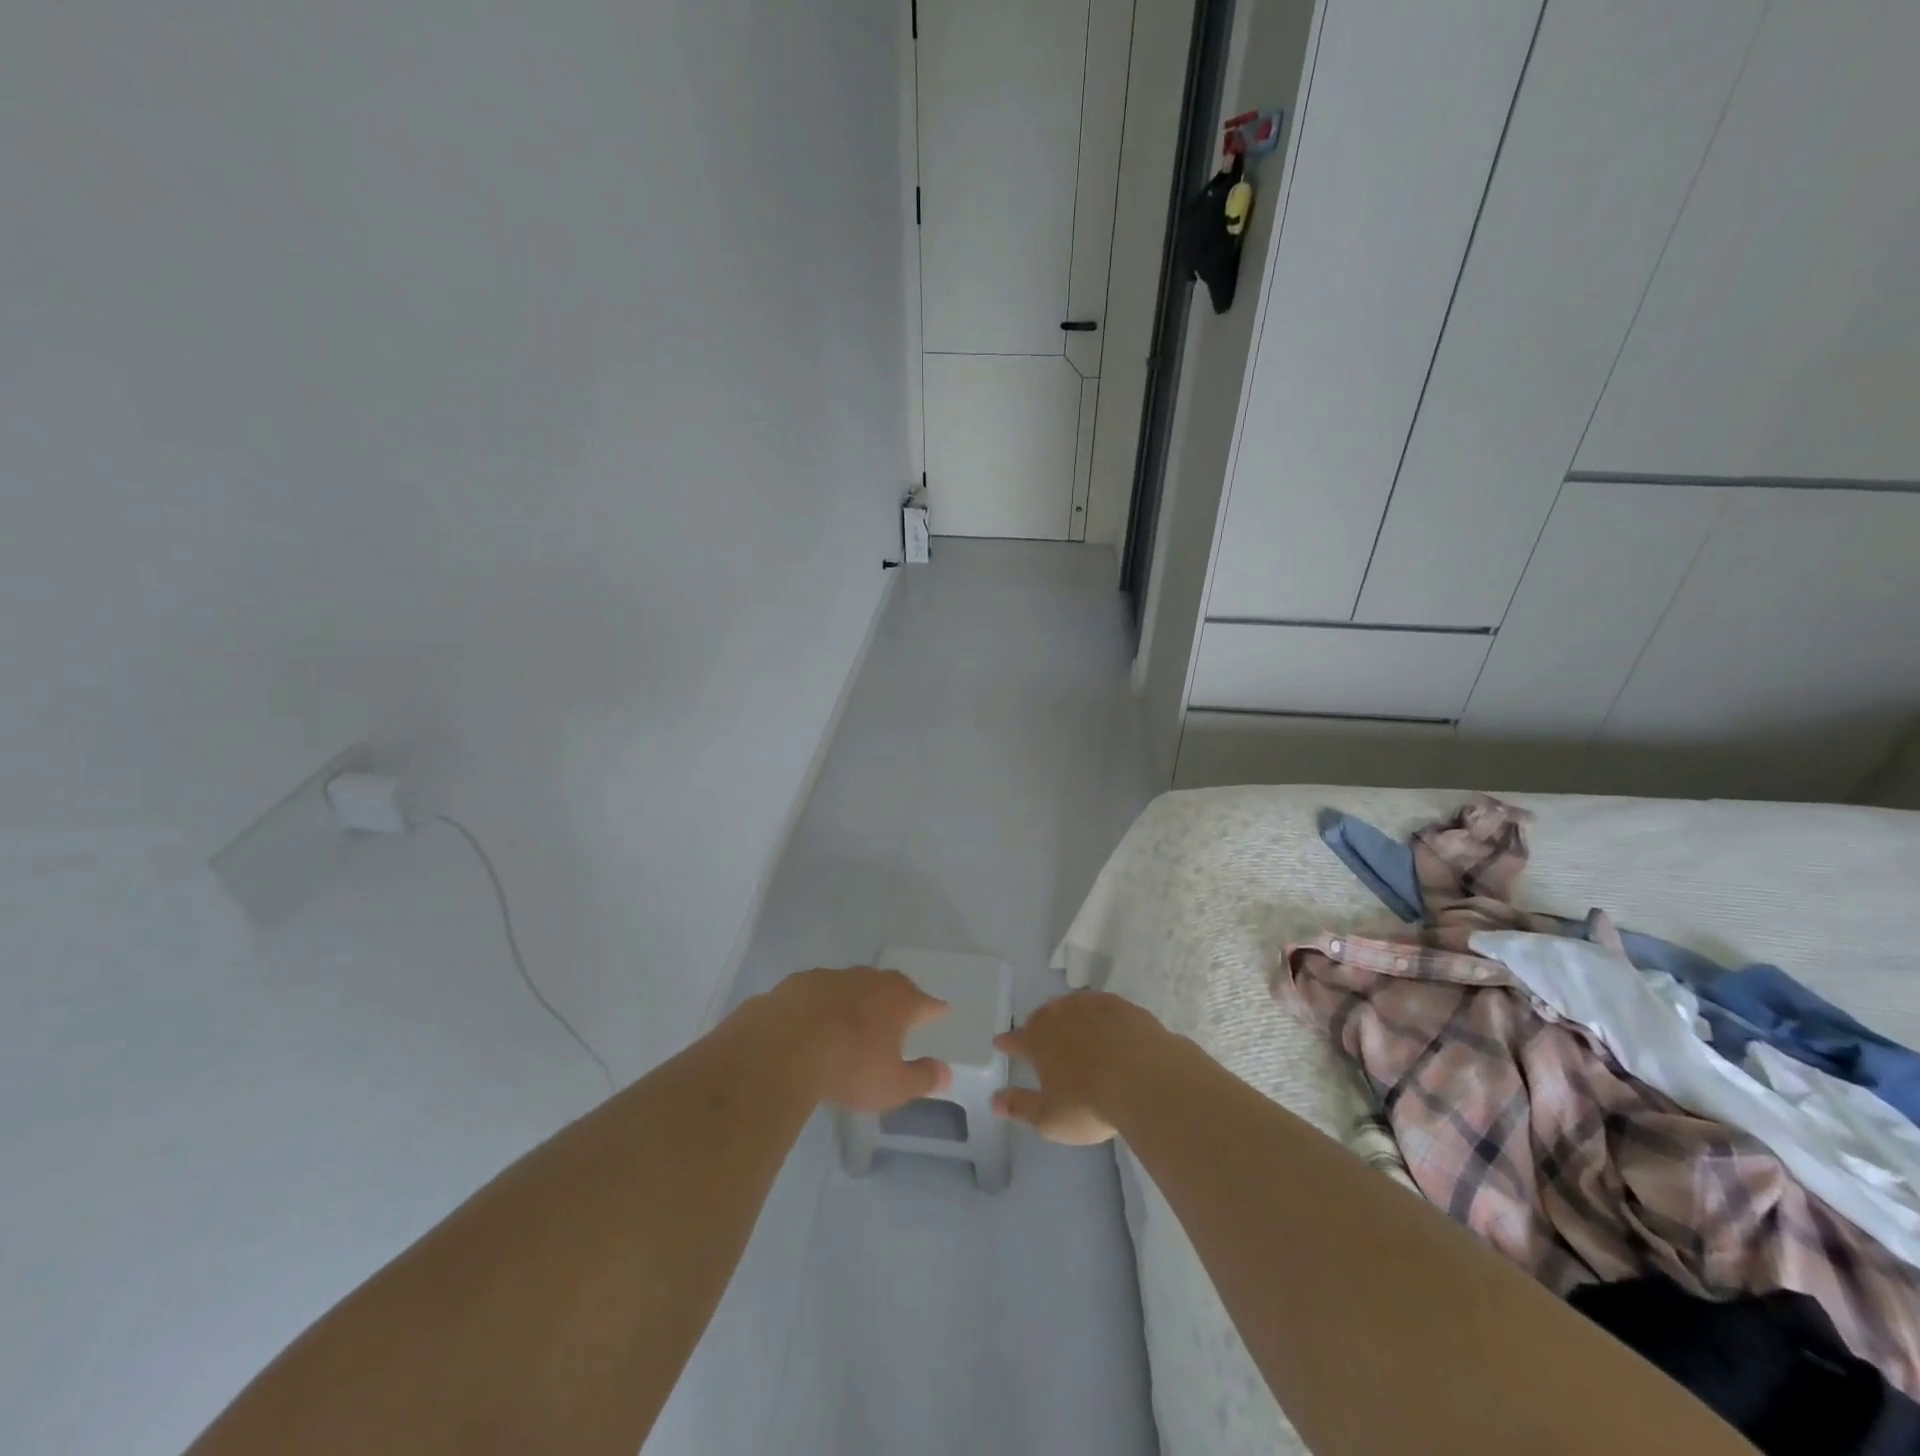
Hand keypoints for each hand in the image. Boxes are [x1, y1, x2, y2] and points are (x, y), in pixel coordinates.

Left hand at [758, 966, 952, 1112]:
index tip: (940, 1012)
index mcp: (898, 1000)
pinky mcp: (798, 983)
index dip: (934, 1010)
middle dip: (896, 1000)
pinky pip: (817, 993)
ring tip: (851, 1022)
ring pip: (852, 986)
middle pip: (890, 986)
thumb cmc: (848, 1067)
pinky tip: (812, 1024)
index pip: (926, 1002)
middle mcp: (869, 979)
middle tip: (898, 1016)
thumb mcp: (892, 1086)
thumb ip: (922, 1078)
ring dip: (855, 1001)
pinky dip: (820, 1006)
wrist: (781, 1048)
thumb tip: (945, 1072)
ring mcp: (831, 976)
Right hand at [992, 990, 1168, 1144]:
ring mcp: (1092, 1007)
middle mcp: (1061, 1017)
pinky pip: (1100, 1003)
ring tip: (1066, 1022)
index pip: (1016, 1040)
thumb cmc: (1091, 1104)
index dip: (1007, 1042)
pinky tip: (1101, 1019)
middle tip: (1035, 1032)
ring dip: (1064, 1013)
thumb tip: (994, 1101)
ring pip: (1070, 1005)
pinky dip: (1095, 1011)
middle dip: (1036, 1024)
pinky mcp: (1121, 1006)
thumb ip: (1020, 1107)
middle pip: (1042, 1016)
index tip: (1000, 1043)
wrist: (1145, 1079)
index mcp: (1039, 1042)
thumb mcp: (1050, 1119)